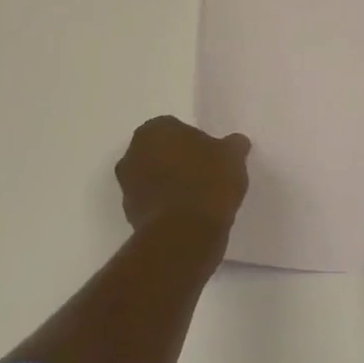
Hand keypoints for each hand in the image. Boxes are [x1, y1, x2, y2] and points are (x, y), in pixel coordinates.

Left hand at [117, 115, 250, 235]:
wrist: (185, 235)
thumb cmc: (207, 182)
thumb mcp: (233, 156)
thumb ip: (233, 144)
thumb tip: (236, 142)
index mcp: (154, 130)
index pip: (174, 127)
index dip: (193, 140)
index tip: (210, 154)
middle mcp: (133, 154)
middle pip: (159, 152)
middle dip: (176, 160)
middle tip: (204, 172)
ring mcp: (127, 186)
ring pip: (153, 178)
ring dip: (169, 184)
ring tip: (199, 197)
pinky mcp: (130, 216)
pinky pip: (153, 203)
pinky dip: (166, 206)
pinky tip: (188, 215)